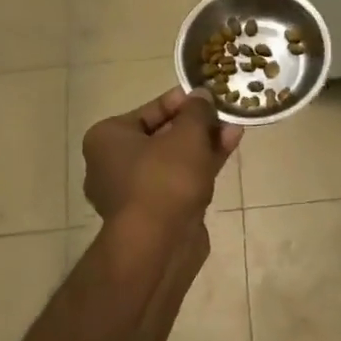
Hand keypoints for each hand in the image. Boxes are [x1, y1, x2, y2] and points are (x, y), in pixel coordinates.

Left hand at [82, 88, 242, 225]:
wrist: (158, 245)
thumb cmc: (164, 179)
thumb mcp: (187, 134)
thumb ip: (197, 112)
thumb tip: (202, 96)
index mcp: (107, 139)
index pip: (148, 110)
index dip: (181, 102)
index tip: (207, 96)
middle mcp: (113, 164)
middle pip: (162, 135)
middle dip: (196, 125)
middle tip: (223, 113)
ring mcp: (134, 192)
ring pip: (174, 160)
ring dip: (203, 145)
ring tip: (234, 129)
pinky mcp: (155, 213)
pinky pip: (179, 181)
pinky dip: (201, 166)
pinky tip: (227, 150)